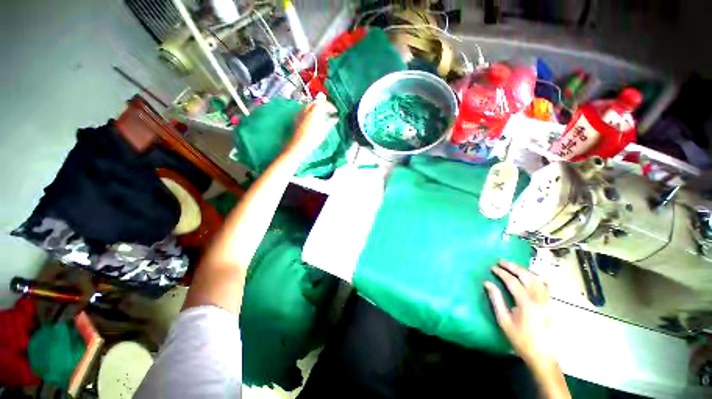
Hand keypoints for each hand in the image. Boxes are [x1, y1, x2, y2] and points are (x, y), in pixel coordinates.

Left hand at [285, 99, 337, 157]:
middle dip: (324, 105)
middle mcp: (308, 108)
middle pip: (317, 102)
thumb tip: (336, 118)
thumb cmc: (314, 137)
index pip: (325, 104)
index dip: (331, 107)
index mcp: (316, 109)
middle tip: (329, 111)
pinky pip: (306, 110)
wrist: (300, 144)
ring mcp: (302, 112)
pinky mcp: (298, 117)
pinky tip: (315, 118)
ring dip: (317, 107)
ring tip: (323, 114)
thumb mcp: (325, 130)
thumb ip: (331, 122)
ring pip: (310, 105)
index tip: (336, 111)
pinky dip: (312, 111)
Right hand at [484, 261, 553, 368]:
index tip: (492, 268)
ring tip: (512, 267)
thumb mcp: (503, 320)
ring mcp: (546, 301)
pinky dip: (535, 277)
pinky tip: (529, 276)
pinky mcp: (549, 304)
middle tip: (501, 262)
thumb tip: (487, 283)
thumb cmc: (520, 338)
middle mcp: (538, 299)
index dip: (501, 273)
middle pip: (526, 276)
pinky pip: (543, 285)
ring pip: (537, 279)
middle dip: (513, 267)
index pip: (512, 281)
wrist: (541, 354)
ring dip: (523, 270)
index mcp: (526, 303)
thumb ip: (496, 299)